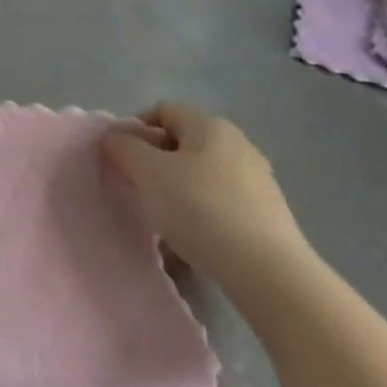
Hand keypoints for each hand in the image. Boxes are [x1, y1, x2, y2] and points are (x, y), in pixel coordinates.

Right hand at [101, 103, 311, 291]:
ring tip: (164, 219)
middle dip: (156, 162)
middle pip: (183, 142)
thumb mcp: (147, 173)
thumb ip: (124, 148)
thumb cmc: (201, 210)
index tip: (122, 160)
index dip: (135, 129)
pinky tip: (194, 239)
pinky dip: (203, 213)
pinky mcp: (269, 215)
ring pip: (202, 174)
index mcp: (209, 124)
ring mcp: (258, 179)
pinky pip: (222, 202)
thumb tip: (115, 138)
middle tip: (139, 189)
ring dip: (178, 190)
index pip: (162, 111)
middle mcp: (237, 143)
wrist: (270, 275)